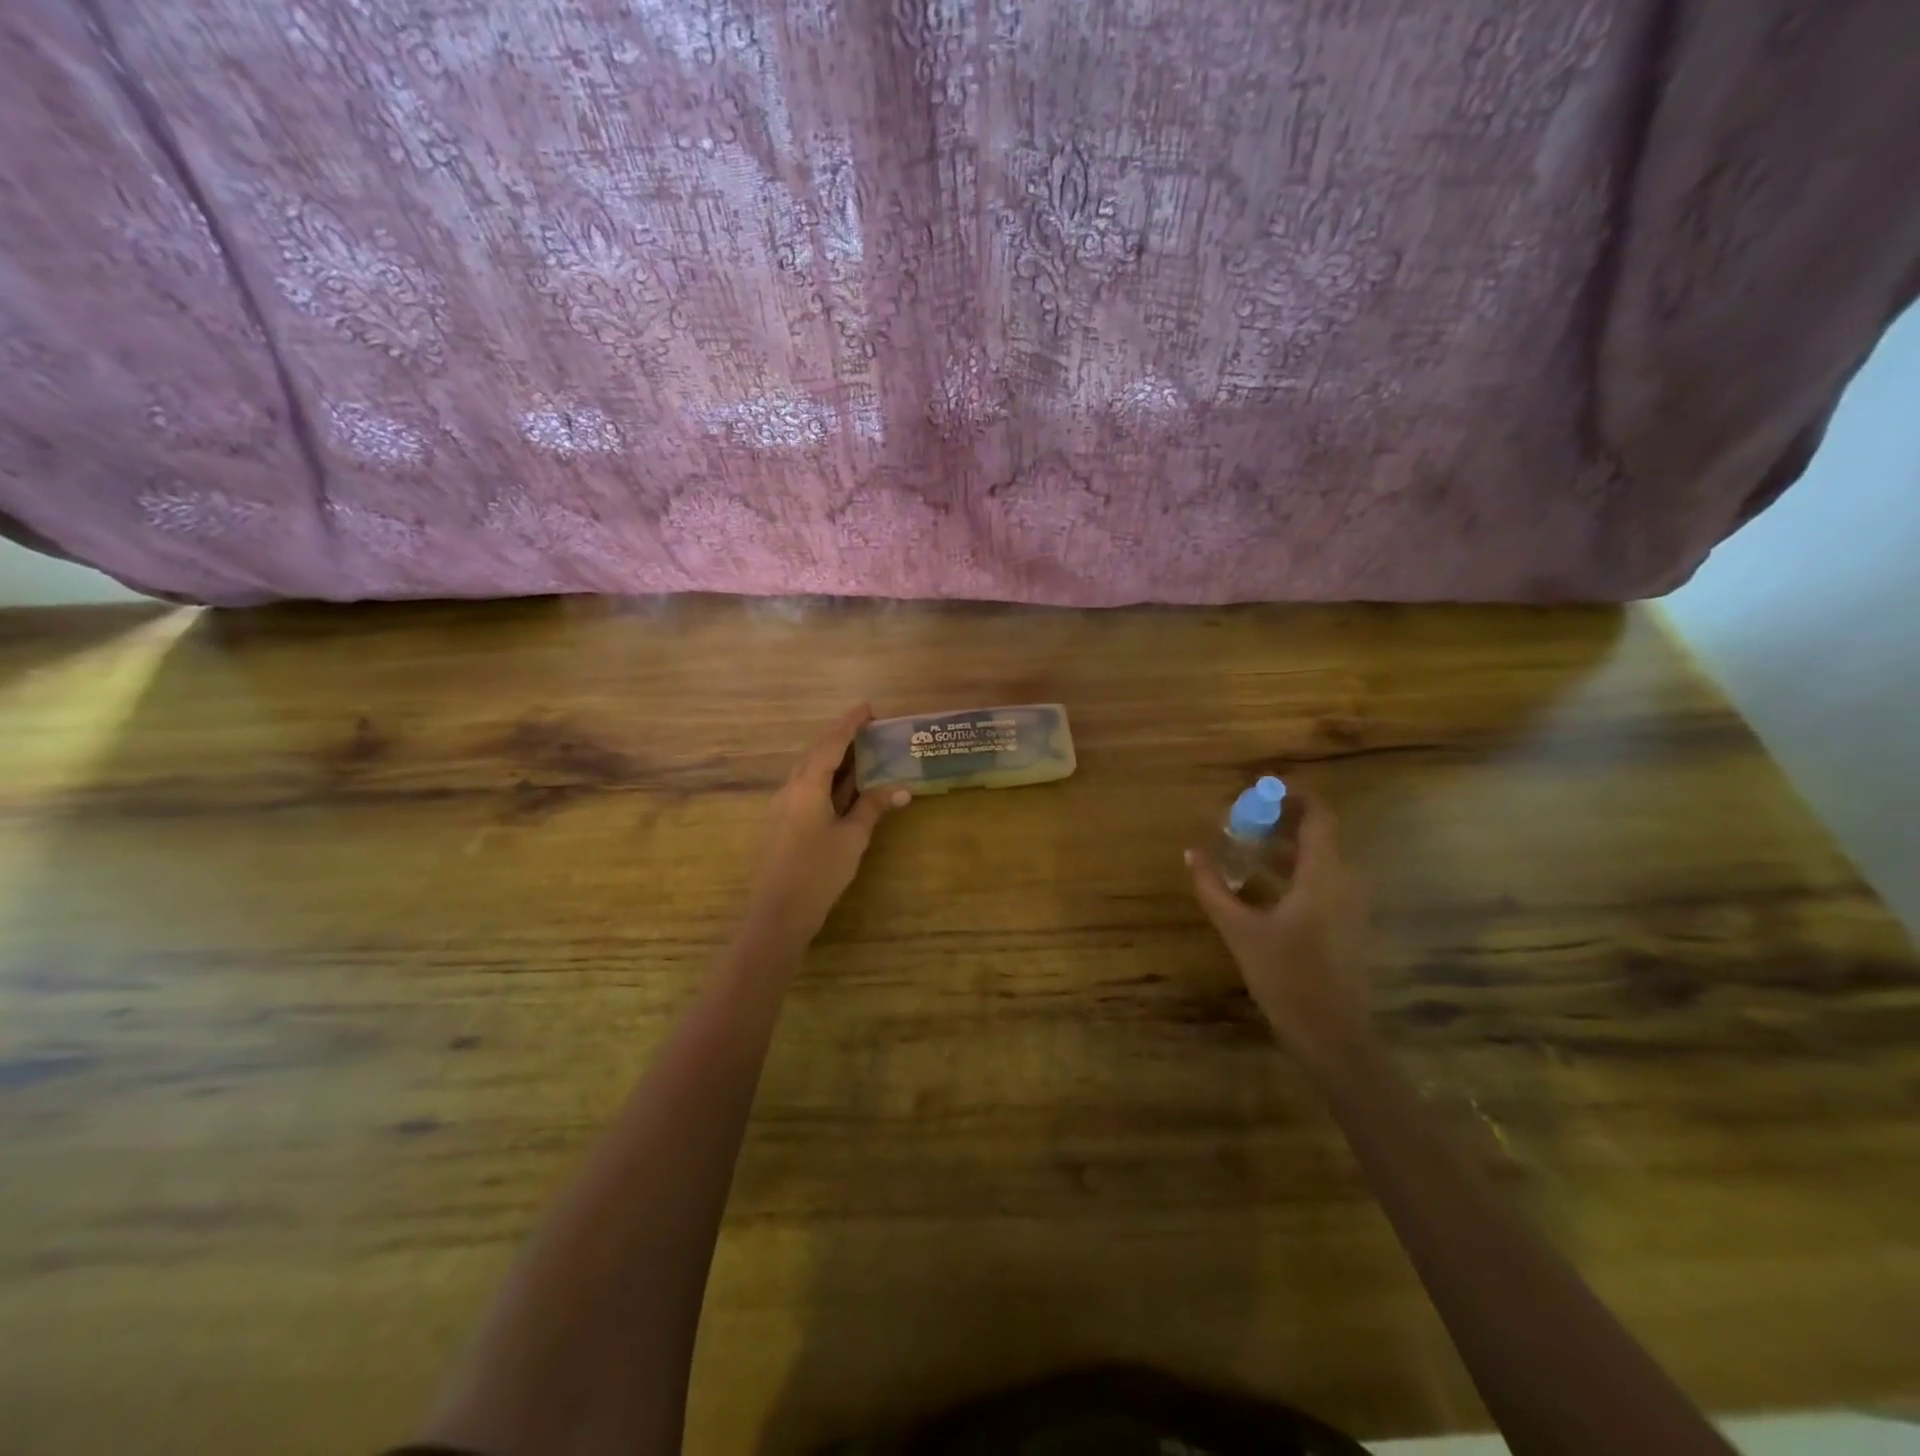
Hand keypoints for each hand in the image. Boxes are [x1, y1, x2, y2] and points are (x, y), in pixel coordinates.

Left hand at [745, 705, 909, 947]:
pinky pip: (803, 789)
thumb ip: (873, 808)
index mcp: (806, 786)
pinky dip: (824, 780)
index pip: (830, 745)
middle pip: (815, 754)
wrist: (778, 913)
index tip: (867, 708)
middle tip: (865, 729)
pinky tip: (839, 789)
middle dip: (839, 738)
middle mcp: (789, 789)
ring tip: (857, 754)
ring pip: (807, 772)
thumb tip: (901, 789)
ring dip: (831, 759)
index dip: (849, 724)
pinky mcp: (779, 825)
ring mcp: (780, 807)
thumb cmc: (819, 871)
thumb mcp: (852, 838)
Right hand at [1187, 792, 1375, 1074]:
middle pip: (1319, 834)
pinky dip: (1293, 871)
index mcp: (1324, 875)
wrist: (1334, 1038)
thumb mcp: (1240, 930)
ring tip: (1245, 846)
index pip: (1319, 816)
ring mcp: (1350, 906)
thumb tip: (1191, 853)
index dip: (1294, 795)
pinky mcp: (1346, 926)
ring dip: (1285, 846)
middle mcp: (1345, 882)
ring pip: (1320, 860)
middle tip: (1242, 817)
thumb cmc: (1287, 978)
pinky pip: (1322, 882)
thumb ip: (1213, 888)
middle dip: (1281, 820)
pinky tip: (1261, 885)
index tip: (1260, 789)